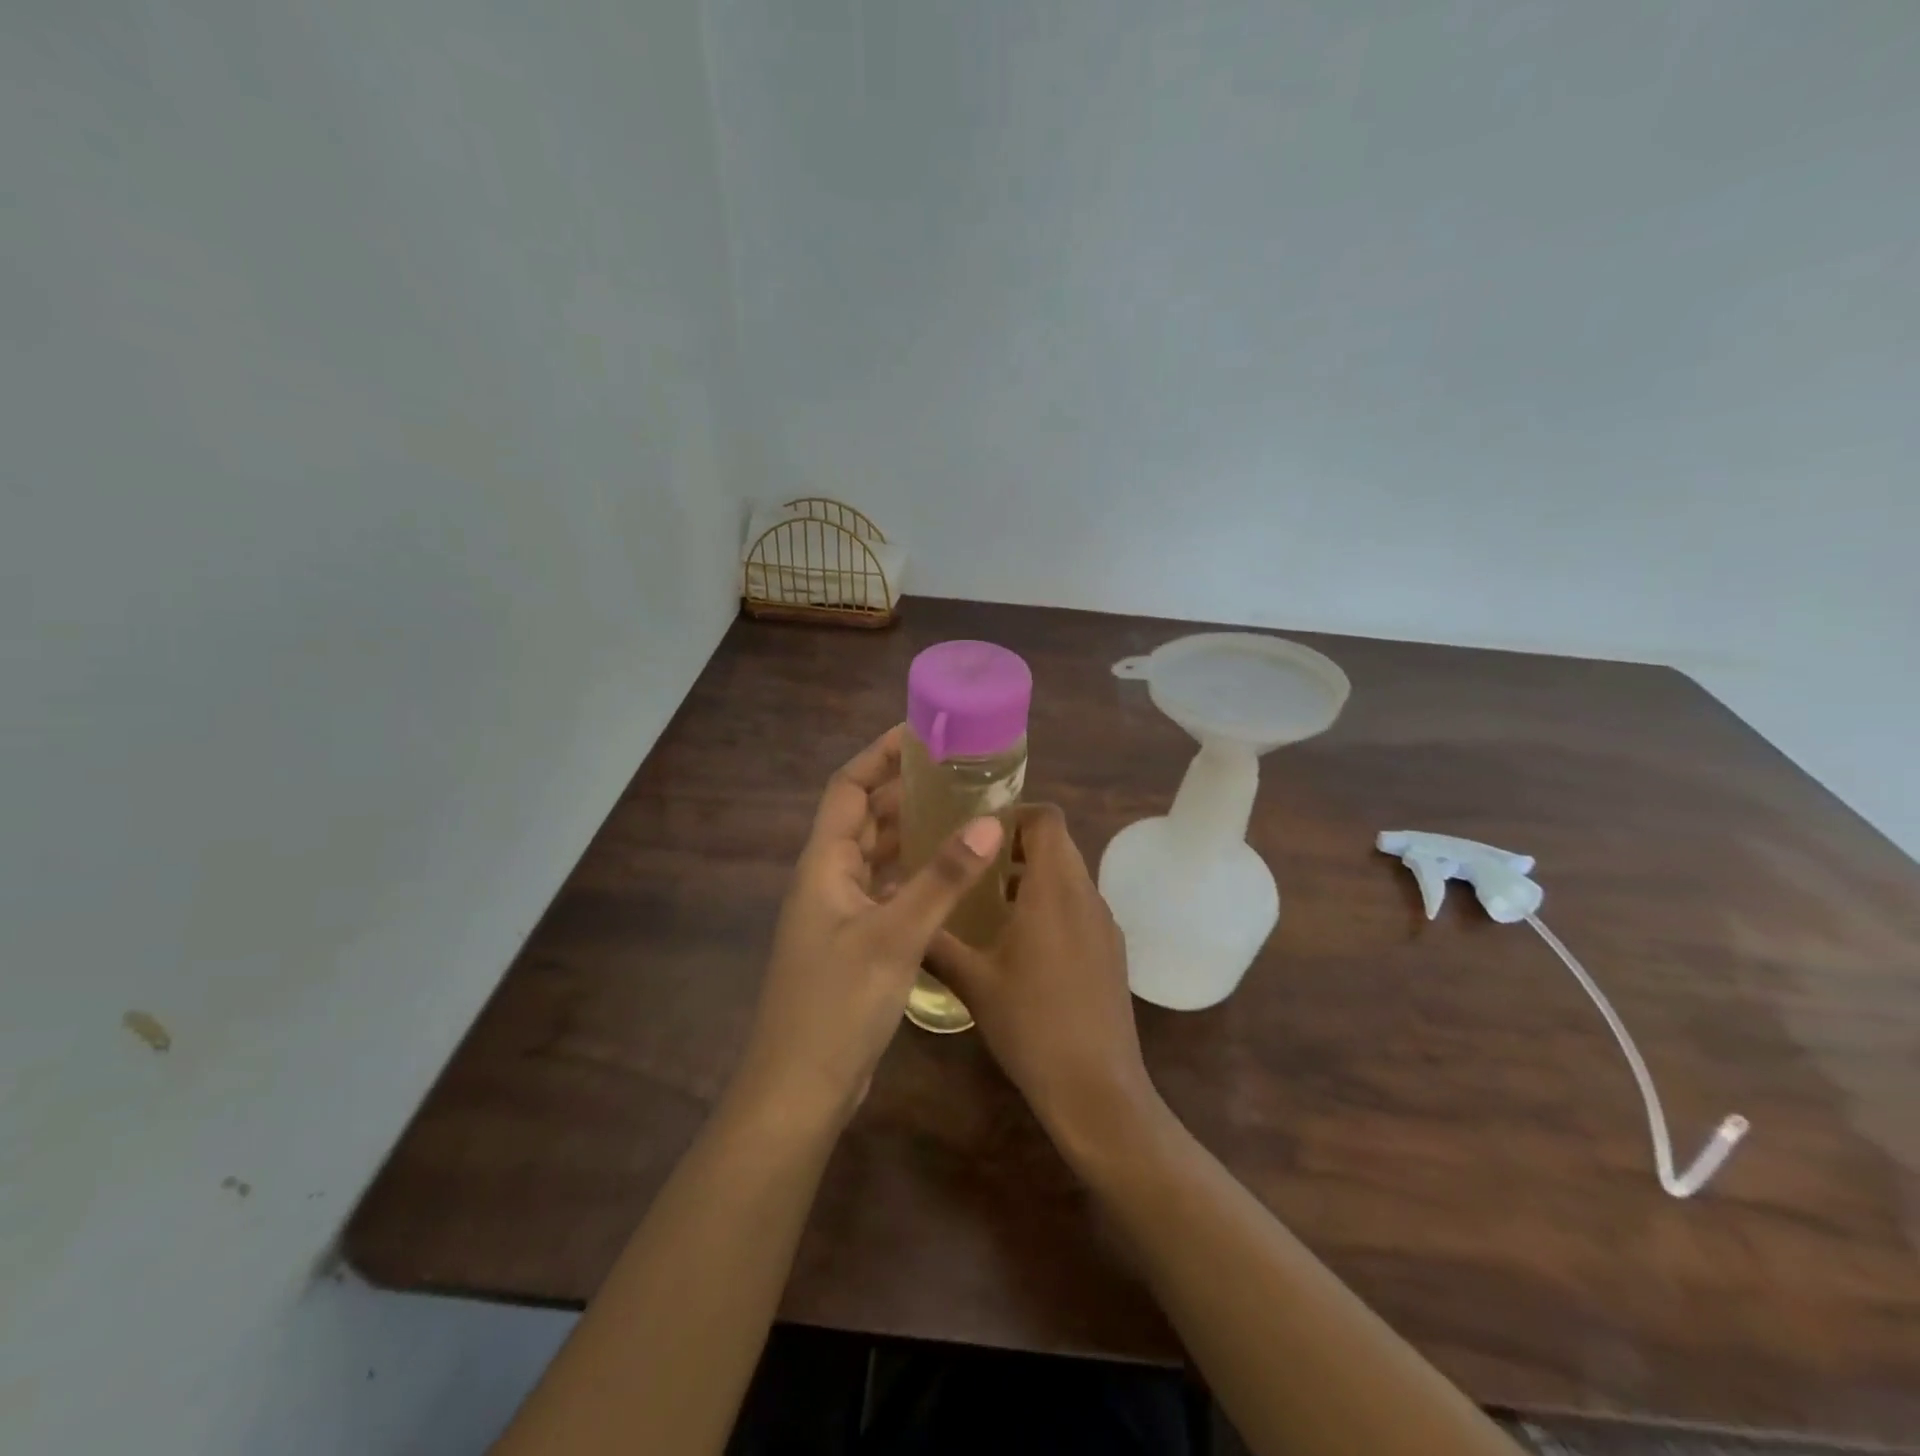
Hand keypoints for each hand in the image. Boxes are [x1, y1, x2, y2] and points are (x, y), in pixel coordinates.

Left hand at [733, 725, 1004, 1128]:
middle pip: (863, 817)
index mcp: (823, 864)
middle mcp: (827, 880)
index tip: (921, 734)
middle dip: (903, 790)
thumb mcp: (894, 935)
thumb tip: (989, 821)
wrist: (799, 1090)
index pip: (847, 787)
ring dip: (911, 832)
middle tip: (956, 773)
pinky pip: (885, 890)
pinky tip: (948, 877)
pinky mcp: (853, 944)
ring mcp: (838, 914)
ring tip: (960, 813)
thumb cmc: (837, 1004)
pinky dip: (913, 875)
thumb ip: (942, 878)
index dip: (878, 756)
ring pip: (876, 855)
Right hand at [926, 804, 1159, 1160]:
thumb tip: (896, 908)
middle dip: (1016, 844)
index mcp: (1055, 889)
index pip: (1047, 818)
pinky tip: (1019, 943)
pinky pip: (1079, 907)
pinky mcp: (1111, 952)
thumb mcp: (973, 982)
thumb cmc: (1031, 1025)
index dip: (1014, 813)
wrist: (1097, 1090)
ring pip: (1069, 877)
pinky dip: (1051, 905)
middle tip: (972, 863)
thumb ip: (935, 940)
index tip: (977, 830)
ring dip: (1033, 876)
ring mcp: (1104, 925)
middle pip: (1058, 844)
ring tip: (988, 900)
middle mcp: (1086, 896)